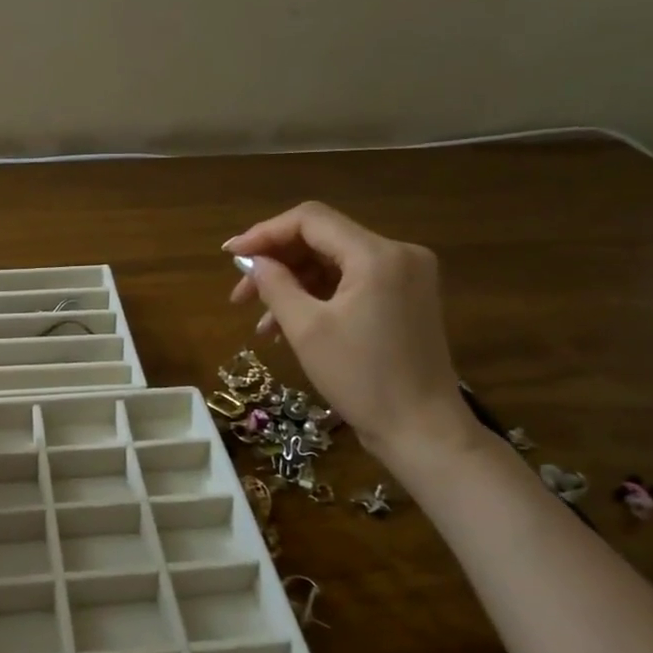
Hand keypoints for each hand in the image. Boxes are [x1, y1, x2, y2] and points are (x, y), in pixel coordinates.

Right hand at [225, 202, 479, 463]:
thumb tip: (254, 261)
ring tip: (261, 324)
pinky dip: (317, 299)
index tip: (230, 255)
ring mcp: (406, 277)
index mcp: (377, 254)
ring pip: (333, 264)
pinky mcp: (405, 299)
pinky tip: (288, 328)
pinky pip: (351, 285)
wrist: (423, 431)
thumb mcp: (307, 330)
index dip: (264, 233)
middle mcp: (398, 254)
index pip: (310, 220)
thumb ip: (275, 284)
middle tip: (240, 296)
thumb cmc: (362, 379)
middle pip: (322, 240)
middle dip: (276, 264)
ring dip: (293, 286)